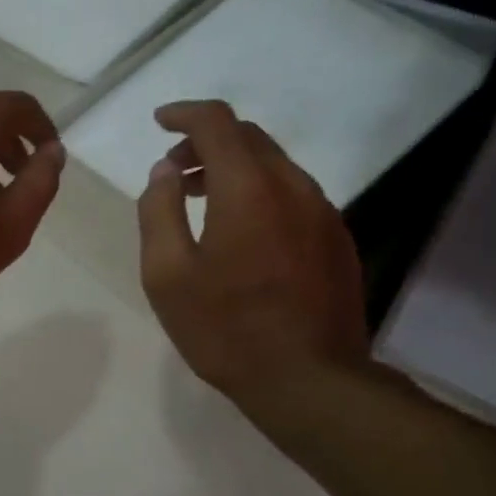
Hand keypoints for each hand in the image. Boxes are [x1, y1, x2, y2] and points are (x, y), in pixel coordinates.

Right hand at [137, 100, 368, 413]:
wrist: (309, 380)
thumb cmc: (226, 330)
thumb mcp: (167, 276)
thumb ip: (159, 213)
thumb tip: (165, 173)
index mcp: (248, 188)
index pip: (216, 122)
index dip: (184, 114)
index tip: (160, 122)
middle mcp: (293, 186)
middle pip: (250, 139)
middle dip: (207, 142)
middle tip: (176, 172)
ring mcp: (323, 212)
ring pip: (275, 167)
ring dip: (236, 169)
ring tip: (204, 200)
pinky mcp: (337, 240)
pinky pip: (295, 196)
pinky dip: (262, 194)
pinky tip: (245, 233)